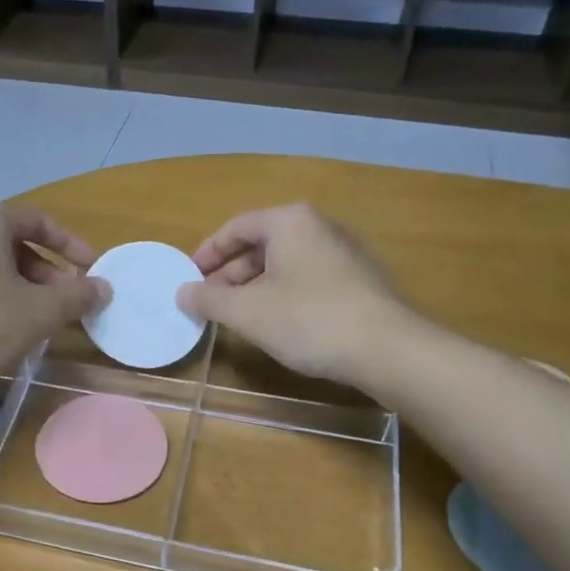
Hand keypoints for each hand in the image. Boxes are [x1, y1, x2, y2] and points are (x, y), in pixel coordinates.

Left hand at [0, 202, 108, 398]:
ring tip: (34, 321)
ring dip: (18, 288)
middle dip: (45, 273)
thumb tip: (103, 288)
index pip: (38, 221)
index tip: (91, 270)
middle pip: (11, 244)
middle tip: (64, 303)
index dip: (71, 246)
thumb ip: (77, 296)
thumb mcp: (40, 312)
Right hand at [176, 203, 415, 386]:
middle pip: (261, 244)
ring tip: (239, 317)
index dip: (207, 253)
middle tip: (211, 303)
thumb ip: (208, 298)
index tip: (190, 279)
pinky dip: (284, 295)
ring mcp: (345, 253)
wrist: (387, 349)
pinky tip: (278, 325)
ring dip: (256, 287)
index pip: (236, 227)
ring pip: (286, 264)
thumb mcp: (246, 311)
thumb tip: (182, 292)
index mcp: (289, 221)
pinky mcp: (361, 281)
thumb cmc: (307, 319)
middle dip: (231, 274)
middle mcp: (319, 227)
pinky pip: (309, 279)